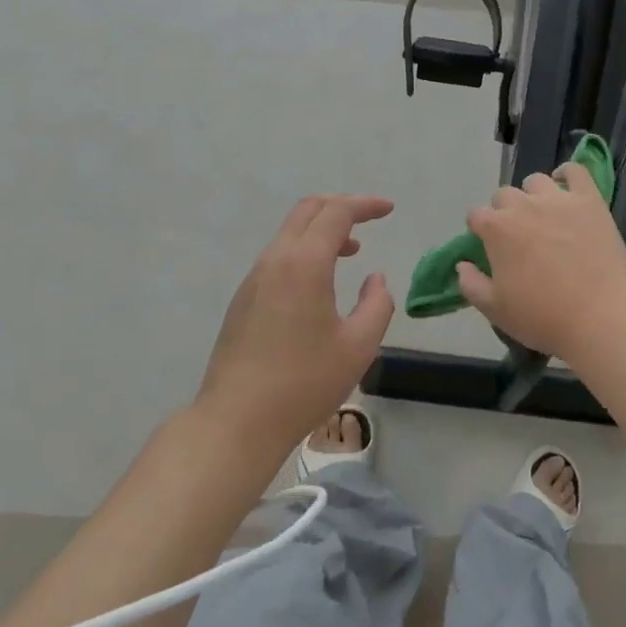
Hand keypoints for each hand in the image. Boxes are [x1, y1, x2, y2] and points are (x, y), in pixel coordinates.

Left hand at [194, 194, 395, 454]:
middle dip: (341, 207)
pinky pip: (278, 257)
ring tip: (350, 252)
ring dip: (321, 231)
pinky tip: (319, 283)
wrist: (237, 421)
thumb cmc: (304, 383)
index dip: (365, 205)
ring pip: (290, 233)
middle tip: (368, 220)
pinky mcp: (243, 300)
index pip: (336, 213)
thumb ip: (377, 305)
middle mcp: (275, 261)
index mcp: (304, 264)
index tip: (389, 210)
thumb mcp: (358, 346)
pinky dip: (304, 251)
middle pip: (307, 211)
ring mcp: (254, 280)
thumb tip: (375, 279)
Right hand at [456, 163, 625, 364]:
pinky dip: (568, 174)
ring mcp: (558, 199)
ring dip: (533, 195)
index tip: (489, 247)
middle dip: (505, 212)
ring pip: (536, 181)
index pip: (476, 215)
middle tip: (519, 237)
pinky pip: (576, 171)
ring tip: (544, 216)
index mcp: (497, 229)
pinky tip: (567, 190)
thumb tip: (462, 264)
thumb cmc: (542, 316)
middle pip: (504, 195)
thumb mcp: (495, 309)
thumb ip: (470, 284)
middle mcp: (523, 205)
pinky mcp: (589, 200)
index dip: (480, 230)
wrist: (599, 317)